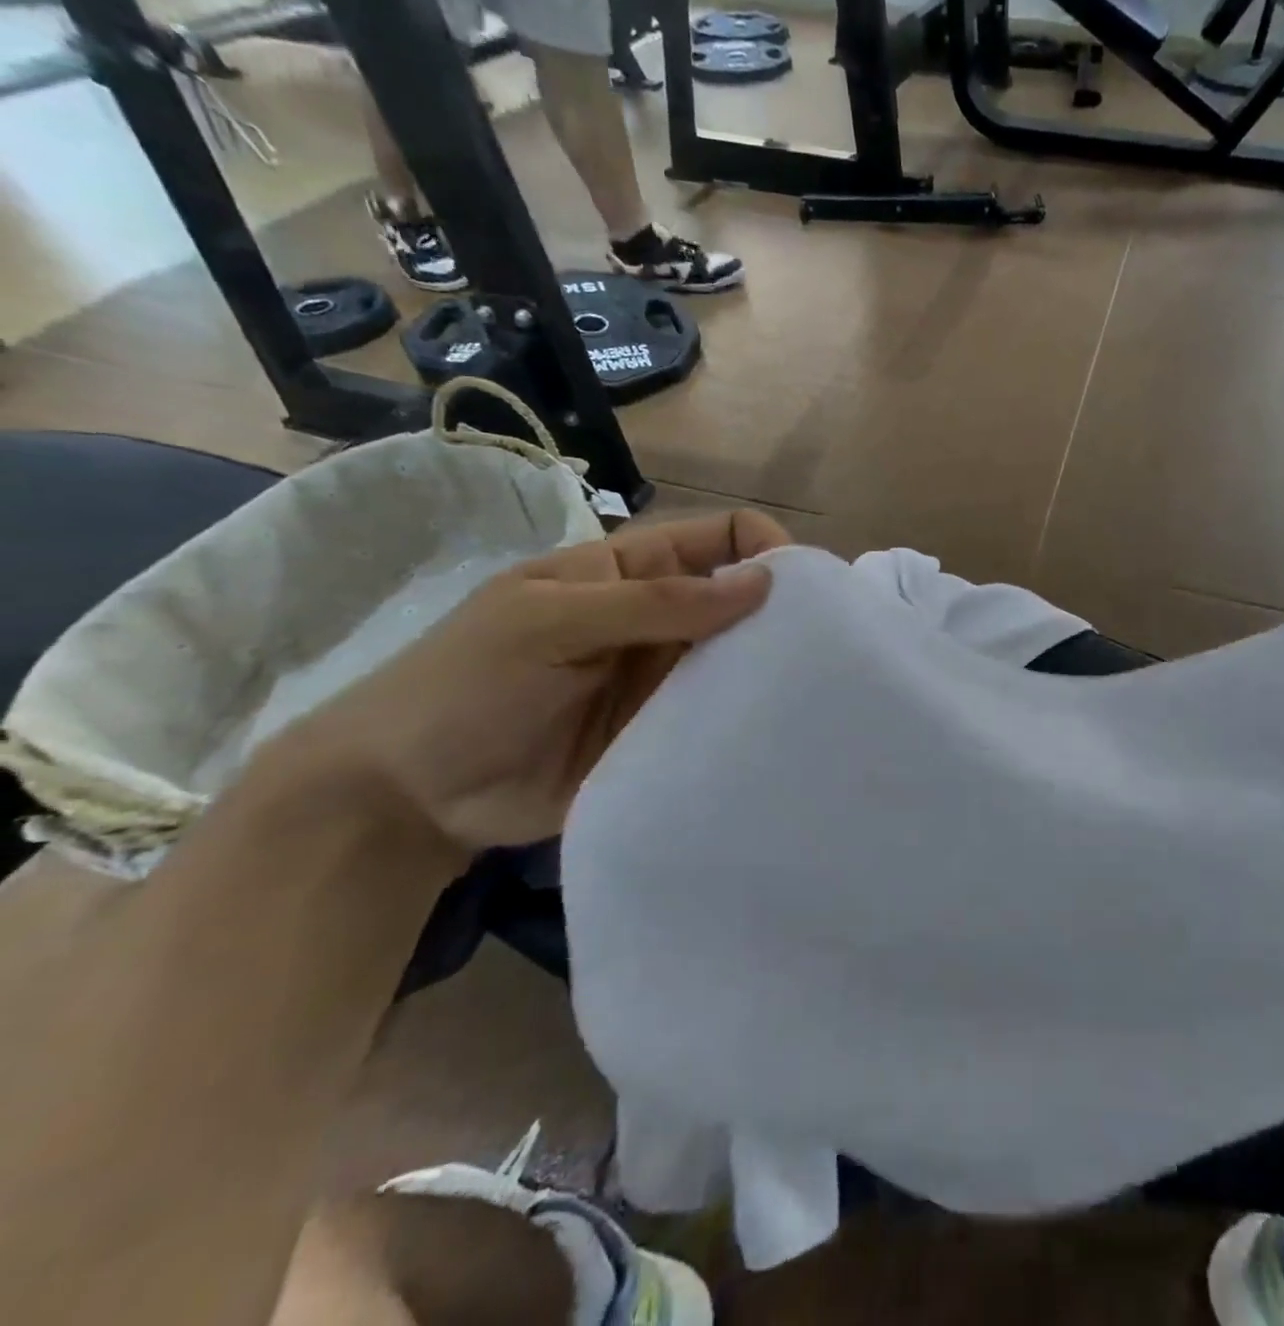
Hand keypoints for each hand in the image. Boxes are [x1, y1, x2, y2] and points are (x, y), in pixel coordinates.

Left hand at [274, 511, 790, 852]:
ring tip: (815, 696)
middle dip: (781, 616)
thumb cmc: (467, 684)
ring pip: (738, 663)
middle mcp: (660, 621)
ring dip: (770, 672)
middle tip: (826, 652)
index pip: (719, 538)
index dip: (764, 549)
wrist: (407, 795)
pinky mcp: (665, 736)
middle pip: (740, 602)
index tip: (804, 589)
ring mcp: (664, 682)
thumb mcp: (552, 622)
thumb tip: (763, 582)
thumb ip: (656, 602)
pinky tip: (780, 736)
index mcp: (631, 571)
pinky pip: (719, 720)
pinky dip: (748, 722)